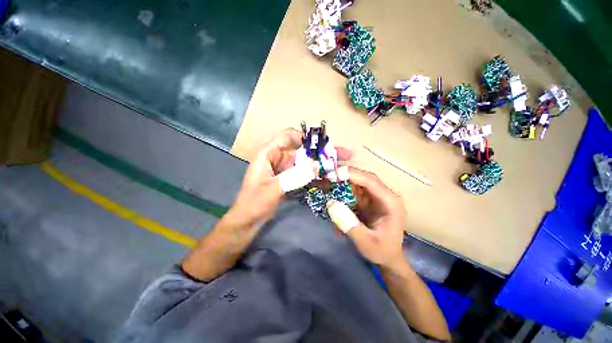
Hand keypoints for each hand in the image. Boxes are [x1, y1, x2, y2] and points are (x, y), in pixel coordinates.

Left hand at [229, 128, 353, 226]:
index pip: (287, 136)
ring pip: (305, 163)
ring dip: (321, 165)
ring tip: (340, 167)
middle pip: (302, 150)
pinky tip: (329, 178)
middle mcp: (278, 158)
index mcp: (268, 153)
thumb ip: (294, 177)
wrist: (248, 220)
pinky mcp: (289, 179)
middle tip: (343, 154)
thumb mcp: (273, 189)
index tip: (323, 143)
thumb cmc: (254, 202)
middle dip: (321, 152)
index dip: (305, 137)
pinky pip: (304, 174)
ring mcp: (284, 169)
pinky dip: (315, 175)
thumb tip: (317, 166)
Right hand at [331, 167, 406, 268]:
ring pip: (358, 182)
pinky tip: (333, 193)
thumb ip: (349, 224)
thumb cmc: (382, 251)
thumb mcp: (366, 242)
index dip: (353, 174)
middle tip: (327, 176)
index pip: (371, 181)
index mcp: (390, 202)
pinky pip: (354, 191)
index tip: (334, 173)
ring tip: (327, 183)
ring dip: (343, 181)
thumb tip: (331, 204)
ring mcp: (376, 197)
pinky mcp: (368, 201)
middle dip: (345, 175)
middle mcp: (384, 195)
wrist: (388, 258)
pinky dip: (343, 190)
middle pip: (364, 178)